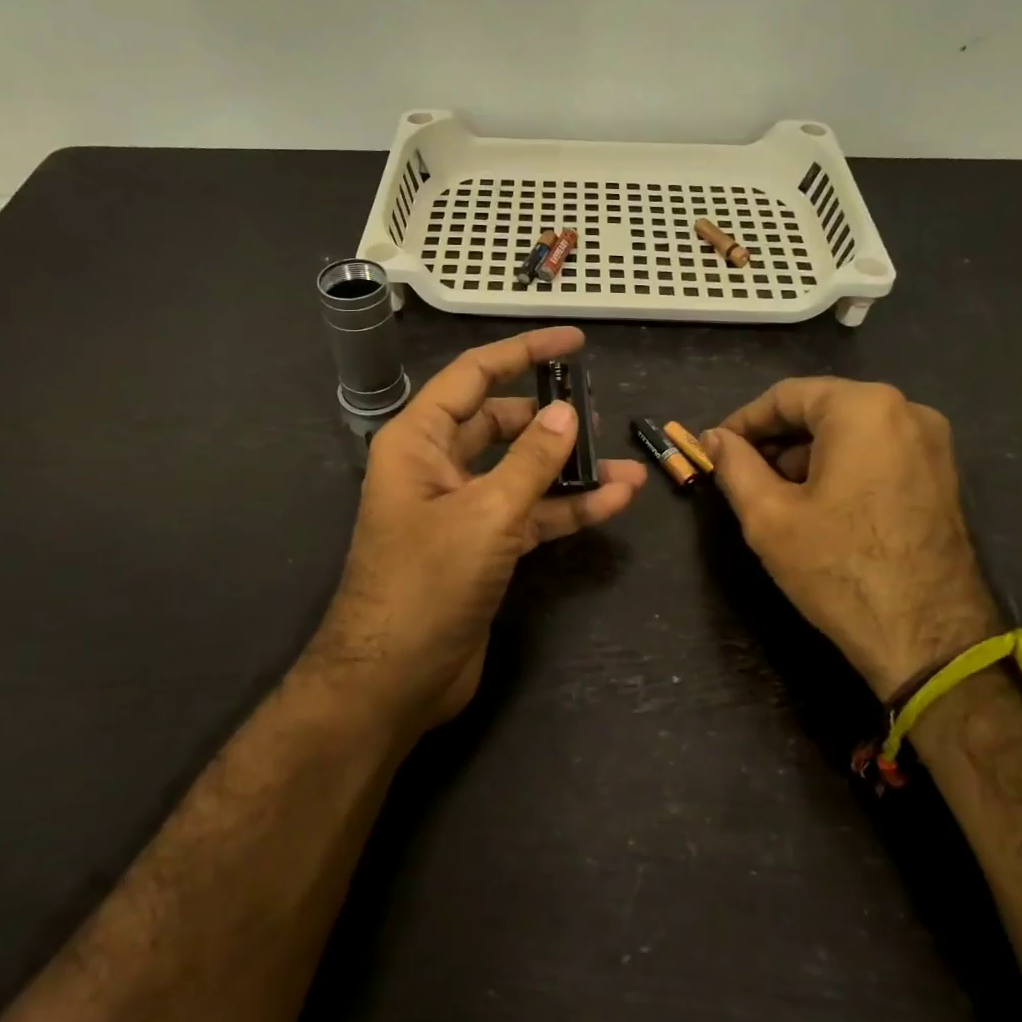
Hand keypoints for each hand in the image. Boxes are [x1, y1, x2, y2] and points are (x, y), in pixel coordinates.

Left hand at [308, 326, 646, 737]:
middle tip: (600, 412)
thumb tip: (566, 412)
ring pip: (521, 473)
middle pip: (500, 424)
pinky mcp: (482, 548)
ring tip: (626, 467)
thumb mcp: (485, 514)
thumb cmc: (426, 584)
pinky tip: (613, 502)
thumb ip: (530, 461)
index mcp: (418, 441)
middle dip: (550, 419)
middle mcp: (437, 467)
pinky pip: (529, 515)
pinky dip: (566, 509)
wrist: (394, 680)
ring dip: (570, 470)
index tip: (572, 341)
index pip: (473, 376)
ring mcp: (461, 510)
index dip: (522, 352)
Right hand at [704, 379, 1001, 700]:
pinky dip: (839, 466)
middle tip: (740, 473)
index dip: (743, 421)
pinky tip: (816, 504)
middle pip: (821, 409)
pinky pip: (877, 452)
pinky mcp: (941, 475)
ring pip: (849, 431)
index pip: (786, 395)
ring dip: (805, 454)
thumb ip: (734, 465)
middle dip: (775, 439)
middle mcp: (905, 410)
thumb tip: (714, 437)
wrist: (927, 636)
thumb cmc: (837, 567)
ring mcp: (931, 443)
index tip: (715, 448)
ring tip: (773, 494)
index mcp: (863, 408)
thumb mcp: (768, 515)